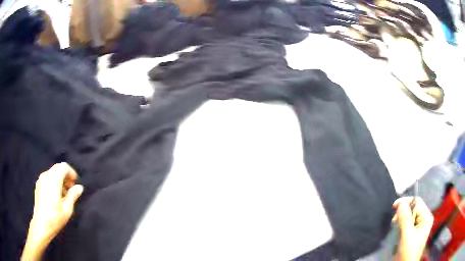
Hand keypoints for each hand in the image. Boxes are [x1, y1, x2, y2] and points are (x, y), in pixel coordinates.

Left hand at [21, 163, 83, 260]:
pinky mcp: (38, 185)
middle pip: (58, 168)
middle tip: (71, 189)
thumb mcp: (67, 209)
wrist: (41, 224)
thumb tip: (79, 187)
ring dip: (60, 179)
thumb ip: (73, 195)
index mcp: (53, 180)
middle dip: (66, 176)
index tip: (75, 183)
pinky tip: (56, 196)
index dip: (71, 172)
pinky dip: (54, 182)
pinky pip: (48, 178)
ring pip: (52, 173)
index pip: (63, 166)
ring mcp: (41, 180)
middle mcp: (46, 176)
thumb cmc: (55, 218)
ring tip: (64, 194)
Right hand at [392, 197, 433, 260]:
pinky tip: (398, 231)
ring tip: (395, 227)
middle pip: (413, 209)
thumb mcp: (407, 237)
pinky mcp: (414, 232)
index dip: (406, 202)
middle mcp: (424, 219)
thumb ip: (405, 219)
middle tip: (394, 221)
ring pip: (409, 216)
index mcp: (426, 218)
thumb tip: (401, 203)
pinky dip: (401, 225)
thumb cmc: (408, 253)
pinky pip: (407, 223)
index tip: (394, 207)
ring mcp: (419, 226)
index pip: (417, 202)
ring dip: (401, 220)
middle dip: (403, 213)